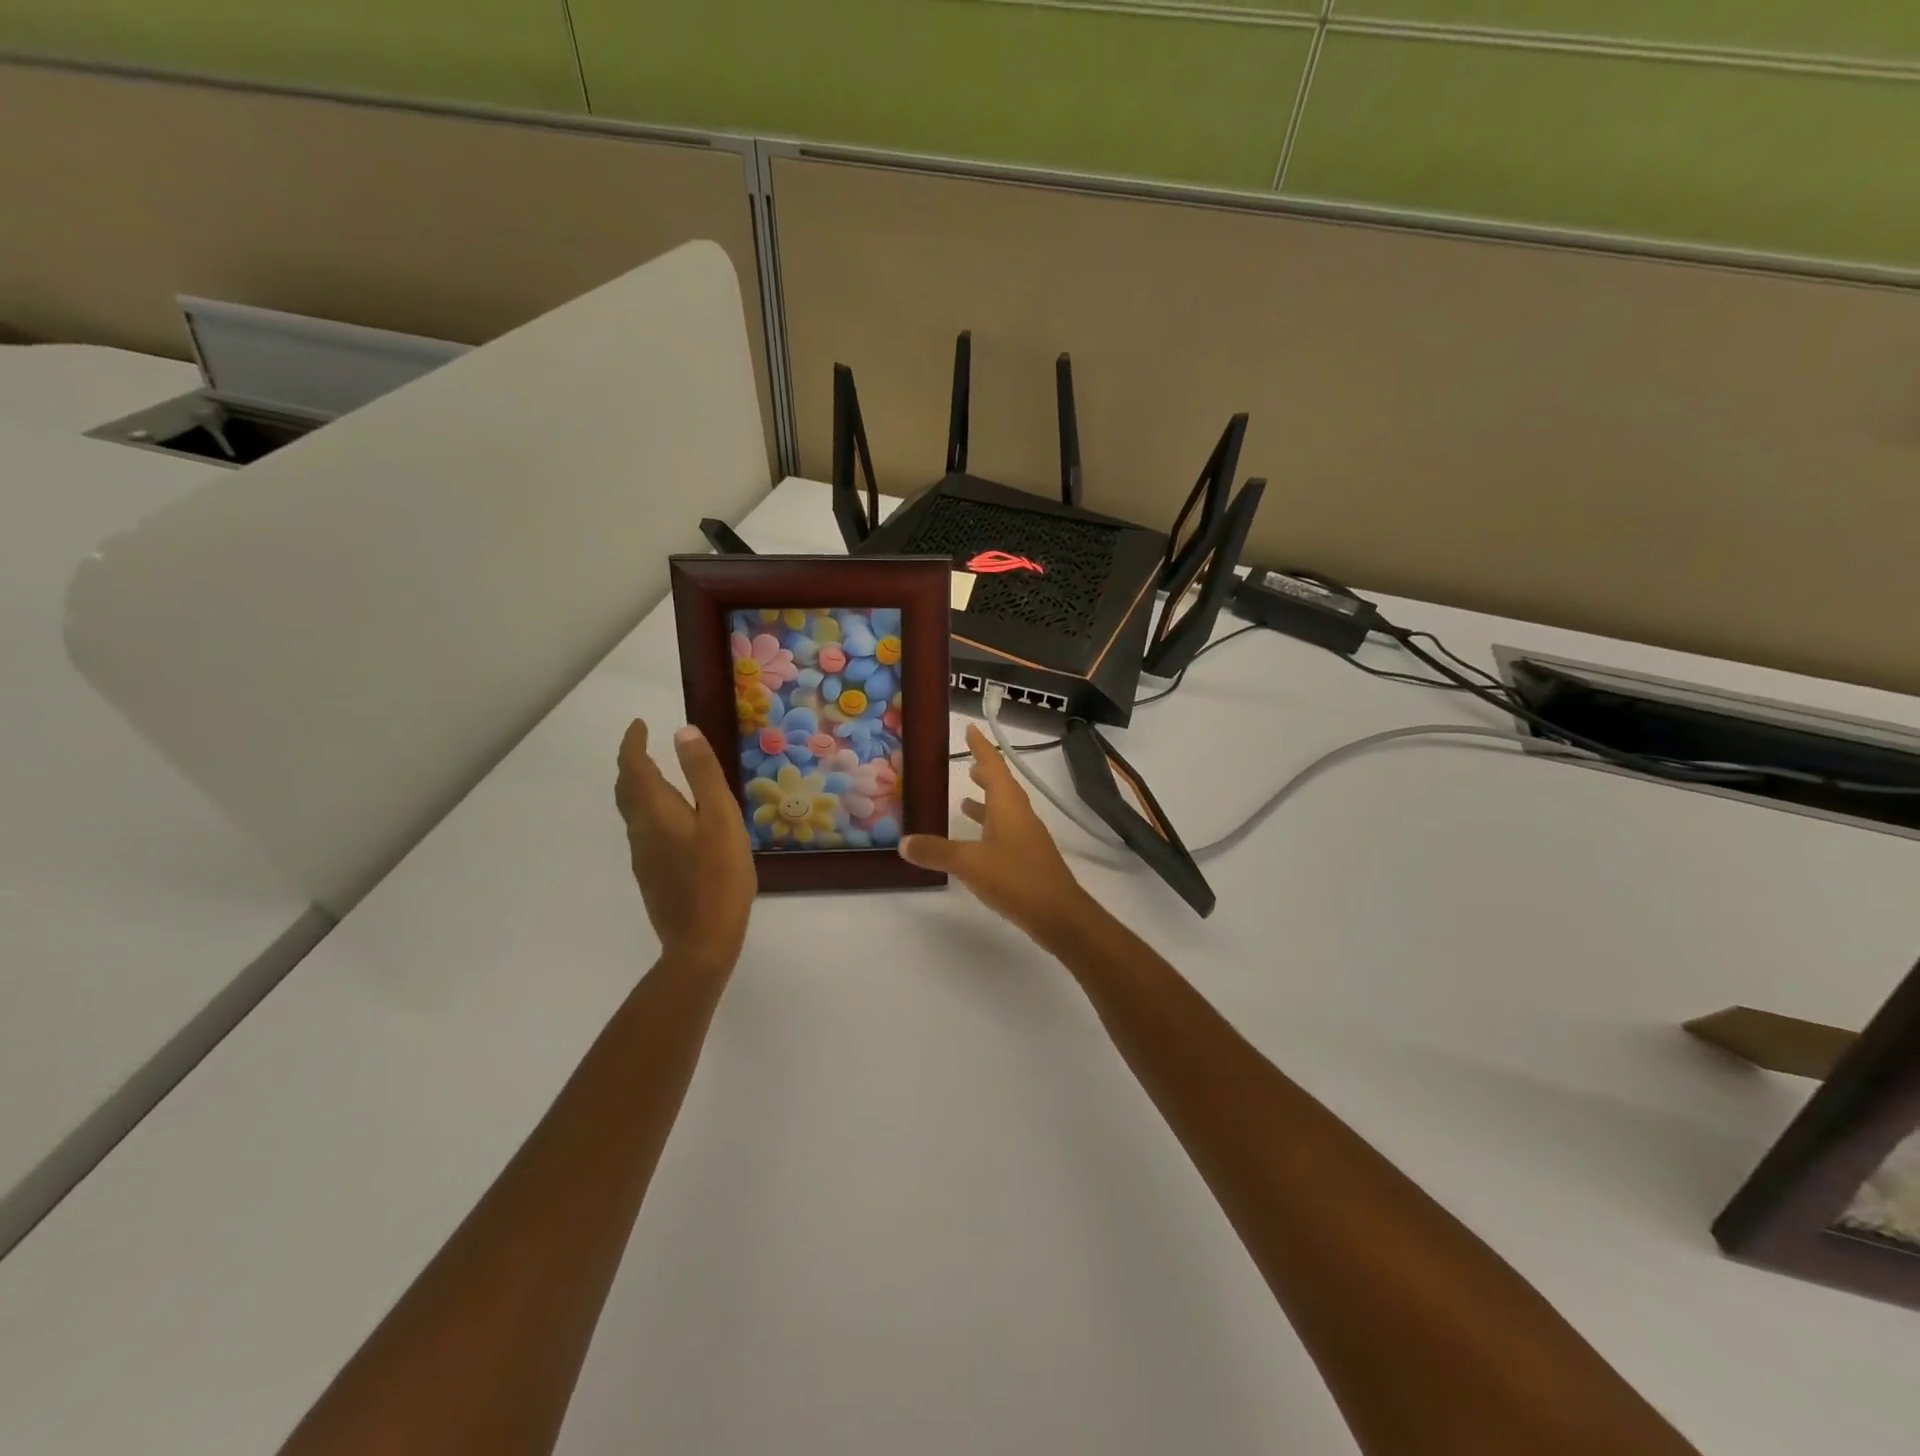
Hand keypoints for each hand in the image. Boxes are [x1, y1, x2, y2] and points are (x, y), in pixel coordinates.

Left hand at [615, 721, 755, 972]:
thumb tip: (682, 732)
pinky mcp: (652, 875)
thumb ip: (702, 775)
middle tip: (644, 745)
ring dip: (639, 786)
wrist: (702, 941)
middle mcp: (642, 831)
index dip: (632, 744)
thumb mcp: (721, 819)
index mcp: (656, 812)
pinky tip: (673, 820)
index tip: (639, 724)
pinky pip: (643, 830)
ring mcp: (644, 856)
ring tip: (660, 775)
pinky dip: (649, 810)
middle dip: (631, 763)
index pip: (633, 768)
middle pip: (626, 790)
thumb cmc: (719, 876)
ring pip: (632, 811)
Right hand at [899, 724, 1094, 945]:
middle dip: (984, 772)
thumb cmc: (1016, 878)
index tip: (971, 729)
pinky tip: (976, 841)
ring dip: (986, 800)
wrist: (1059, 915)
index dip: (981, 747)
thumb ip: (936, 851)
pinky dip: (989, 827)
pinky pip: (1005, 831)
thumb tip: (904, 842)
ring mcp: (1026, 837)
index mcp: (1008, 805)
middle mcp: (1020, 815)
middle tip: (966, 761)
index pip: (994, 766)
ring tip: (964, 798)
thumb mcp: (969, 863)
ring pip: (1004, 809)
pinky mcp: (1028, 858)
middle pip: (1002, 785)